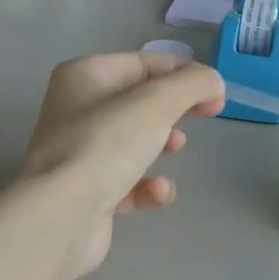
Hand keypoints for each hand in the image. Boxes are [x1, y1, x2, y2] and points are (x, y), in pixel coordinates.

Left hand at [23, 52, 226, 279]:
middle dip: (174, 108)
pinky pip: (125, 182)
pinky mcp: (84, 193)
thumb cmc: (107, 145)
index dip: (184, 73)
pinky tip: (157, 193)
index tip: (216, 92)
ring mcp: (78, 153)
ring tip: (176, 148)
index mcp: (85, 76)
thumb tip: (213, 82)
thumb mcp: (157, 103)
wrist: (62, 216)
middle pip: (139, 101)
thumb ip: (192, 85)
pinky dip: (146, 186)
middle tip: (210, 115)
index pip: (143, 63)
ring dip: (160, 144)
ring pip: (132, 140)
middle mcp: (75, 109)